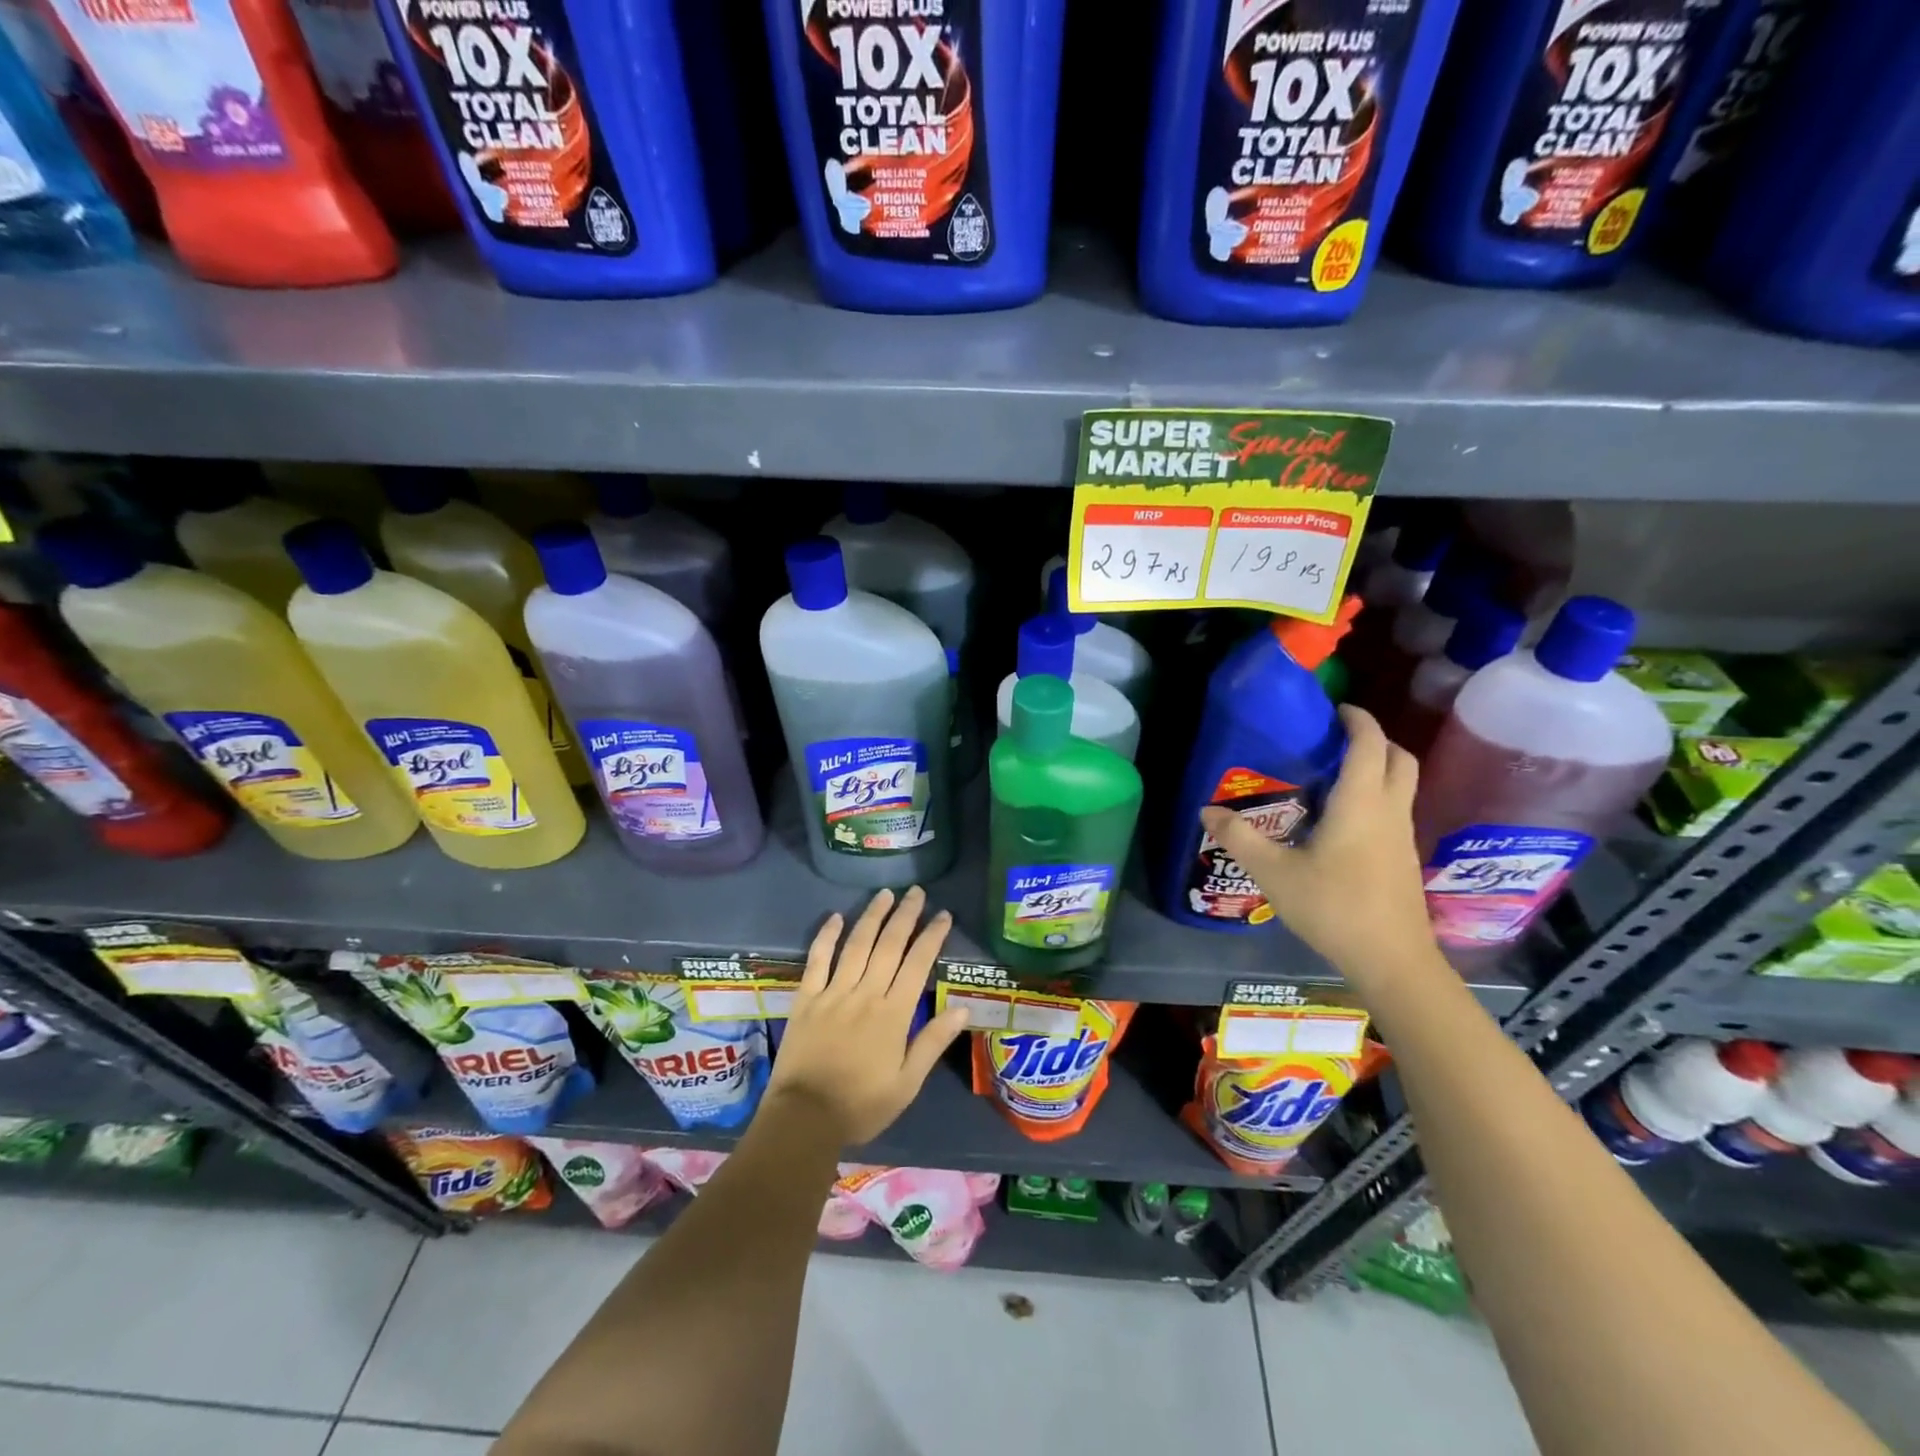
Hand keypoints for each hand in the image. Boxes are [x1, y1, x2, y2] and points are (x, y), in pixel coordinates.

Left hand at [765, 887, 971, 1146]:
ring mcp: (833, 993)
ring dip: (872, 917)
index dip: (932, 936)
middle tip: (916, 891)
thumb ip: (933, 1042)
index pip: (917, 964)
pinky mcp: (806, 999)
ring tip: (885, 894)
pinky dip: (826, 937)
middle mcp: (865, 994)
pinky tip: (835, 917)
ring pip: (856, 945)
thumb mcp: (907, 1083)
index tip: (943, 915)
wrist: (803, 1119)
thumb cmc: (861, 1105)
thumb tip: (963, 1008)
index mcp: (893, 1014)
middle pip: (888, 946)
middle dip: (905, 916)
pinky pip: (817, 960)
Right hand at [1199, 705, 1437, 978]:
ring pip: (1402, 784)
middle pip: (1398, 758)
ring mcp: (1402, 835)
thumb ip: (1240, 838)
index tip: (1334, 708)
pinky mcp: (1403, 858)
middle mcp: (1389, 810)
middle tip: (1336, 739)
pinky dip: (1377, 796)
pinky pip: (1395, 809)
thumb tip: (1207, 810)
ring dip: (1377, 767)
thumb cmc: (1334, 907)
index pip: (1368, 743)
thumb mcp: (1274, 873)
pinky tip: (1341, 819)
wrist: (1391, 960)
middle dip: (1374, 739)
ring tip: (1333, 774)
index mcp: (1361, 802)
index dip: (1357, 719)